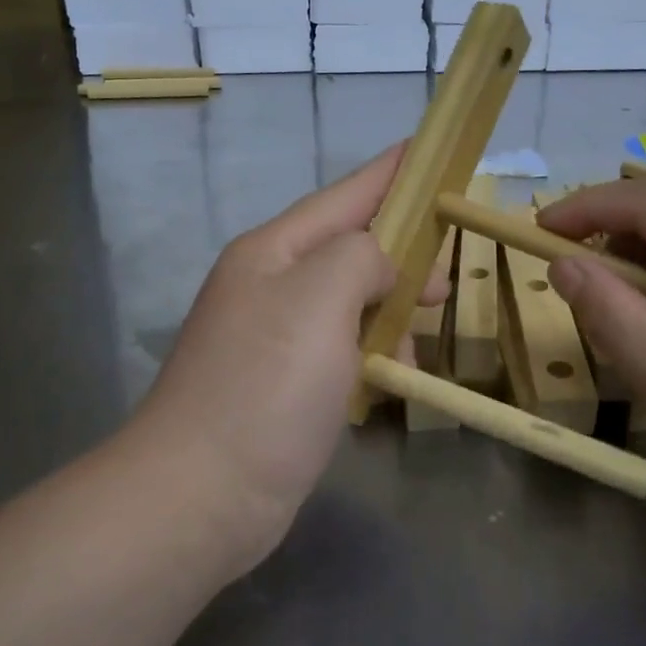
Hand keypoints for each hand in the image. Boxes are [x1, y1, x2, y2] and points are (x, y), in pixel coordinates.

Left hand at [133, 144, 425, 573]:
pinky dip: (373, 352)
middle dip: (402, 253)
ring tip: (426, 327)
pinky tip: (397, 373)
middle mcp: (270, 285)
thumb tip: (379, 266)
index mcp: (273, 251)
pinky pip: (341, 348)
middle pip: (349, 248)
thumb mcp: (319, 299)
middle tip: (447, 274)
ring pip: (349, 301)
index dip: (391, 172)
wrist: (199, 496)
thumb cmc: (264, 387)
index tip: (430, 150)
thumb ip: (361, 256)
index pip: (346, 195)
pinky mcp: (282, 385)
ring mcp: (274, 337)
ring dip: (390, 308)